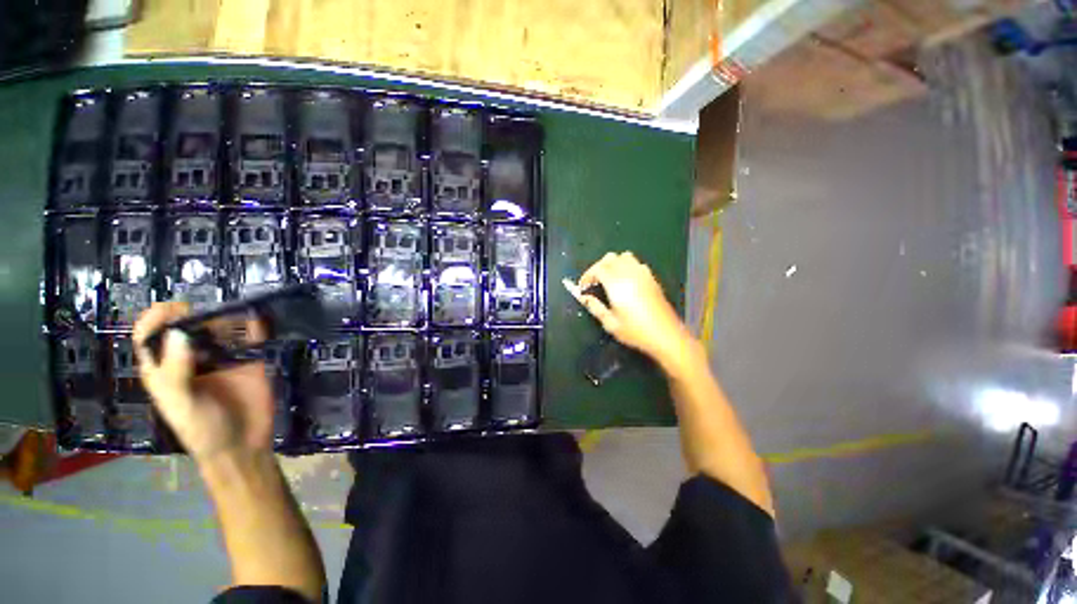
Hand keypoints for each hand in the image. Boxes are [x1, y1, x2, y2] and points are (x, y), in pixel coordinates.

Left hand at [133, 302, 274, 462]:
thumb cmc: (202, 430)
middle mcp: (191, 359)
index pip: (150, 336)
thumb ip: (177, 372)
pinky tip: (259, 321)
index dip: (156, 318)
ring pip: (220, 329)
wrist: (242, 446)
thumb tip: (179, 333)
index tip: (175, 308)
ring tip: (236, 313)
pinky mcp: (250, 361)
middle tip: (212, 312)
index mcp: (165, 369)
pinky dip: (256, 326)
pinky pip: (252, 338)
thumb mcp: (182, 405)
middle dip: (197, 314)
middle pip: (187, 326)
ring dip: (227, 317)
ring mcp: (222, 359)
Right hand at [571, 252, 694, 363]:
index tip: (582, 287)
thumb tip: (583, 297)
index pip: (598, 269)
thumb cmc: (635, 332)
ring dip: (613, 264)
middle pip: (610, 258)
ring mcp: (643, 274)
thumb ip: (595, 307)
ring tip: (608, 279)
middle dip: (598, 267)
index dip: (587, 275)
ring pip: (624, 257)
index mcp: (617, 285)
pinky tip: (625, 281)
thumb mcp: (610, 323)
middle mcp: (630, 274)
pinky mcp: (652, 278)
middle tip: (593, 283)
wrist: (666, 335)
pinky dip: (626, 266)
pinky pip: (636, 263)